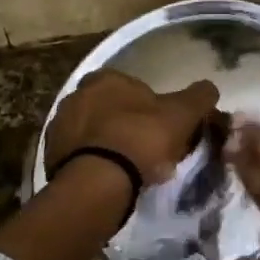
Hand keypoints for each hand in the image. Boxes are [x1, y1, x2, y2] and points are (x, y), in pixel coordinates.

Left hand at [45, 69, 220, 184]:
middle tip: (146, 148)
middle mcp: (76, 94)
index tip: (161, 127)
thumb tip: (210, 87)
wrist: (99, 182)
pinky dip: (92, 162)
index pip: (131, 86)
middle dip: (125, 123)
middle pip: (109, 107)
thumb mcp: (182, 114)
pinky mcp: (49, 155)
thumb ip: (198, 96)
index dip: (149, 106)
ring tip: (128, 168)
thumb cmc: (142, 138)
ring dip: (107, 143)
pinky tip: (108, 179)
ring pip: (92, 131)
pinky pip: (78, 155)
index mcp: (105, 78)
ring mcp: (59, 125)